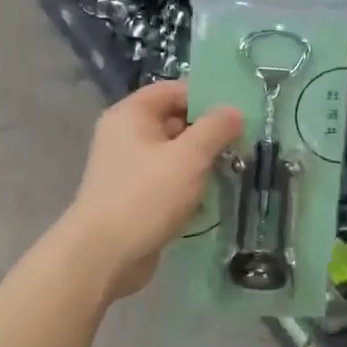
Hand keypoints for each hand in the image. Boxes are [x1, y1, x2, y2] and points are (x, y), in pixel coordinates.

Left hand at [62, 80, 244, 300]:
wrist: (103, 256)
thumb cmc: (145, 196)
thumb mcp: (188, 157)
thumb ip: (215, 129)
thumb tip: (234, 111)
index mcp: (131, 115)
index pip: (173, 90)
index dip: (206, 97)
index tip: (238, 112)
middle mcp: (126, 135)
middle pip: (174, 120)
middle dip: (208, 131)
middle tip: (243, 141)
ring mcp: (129, 167)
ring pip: (174, 153)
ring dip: (201, 160)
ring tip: (235, 167)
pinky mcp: (135, 196)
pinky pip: (168, 179)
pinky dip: (189, 183)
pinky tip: (212, 195)